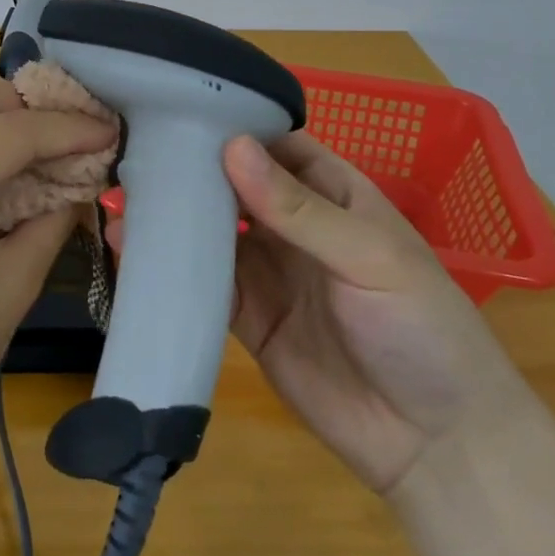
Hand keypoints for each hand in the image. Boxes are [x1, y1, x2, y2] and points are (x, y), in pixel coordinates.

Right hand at [106, 132, 533, 492]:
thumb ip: (298, 208)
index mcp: (333, 194)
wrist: (435, 446)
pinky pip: (204, 283)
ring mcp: (269, 271)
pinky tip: (130, 247)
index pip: (275, 144)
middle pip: (235, 185)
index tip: (176, 108)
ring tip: (120, 190)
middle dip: (191, 168)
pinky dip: (170, 266)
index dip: (232, 125)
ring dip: (174, 215)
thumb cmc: (421, 329)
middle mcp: (295, 225)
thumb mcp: (369, 258)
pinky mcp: (247, 317)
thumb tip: (231, 147)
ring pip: (213, 231)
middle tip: (132, 148)